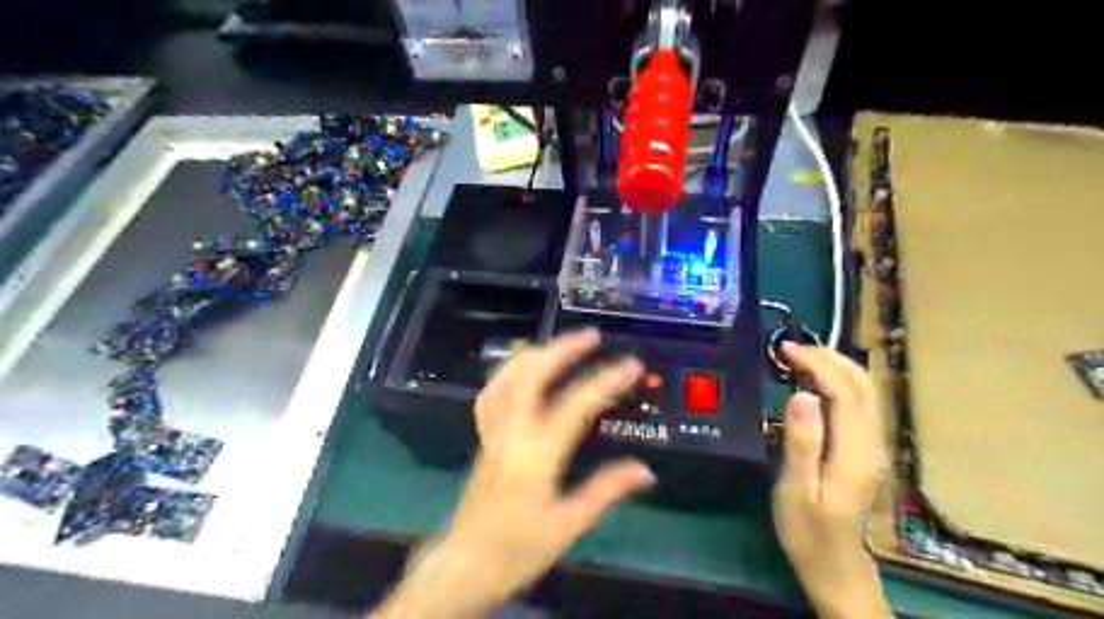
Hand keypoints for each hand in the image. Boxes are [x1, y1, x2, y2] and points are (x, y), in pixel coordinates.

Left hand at [380, 334, 652, 618]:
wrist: (466, 561)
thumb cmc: (518, 546)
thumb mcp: (569, 524)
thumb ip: (607, 490)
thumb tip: (646, 470)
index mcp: (536, 452)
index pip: (576, 404)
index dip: (606, 380)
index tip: (631, 364)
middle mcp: (511, 430)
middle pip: (531, 373)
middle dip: (562, 348)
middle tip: (591, 337)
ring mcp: (493, 429)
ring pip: (507, 375)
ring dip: (536, 353)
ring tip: (561, 345)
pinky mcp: (484, 435)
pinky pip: (493, 390)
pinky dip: (511, 371)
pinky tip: (525, 370)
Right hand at [770, 343, 891, 617]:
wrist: (837, 570)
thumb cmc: (808, 533)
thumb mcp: (796, 491)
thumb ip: (801, 443)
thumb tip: (802, 394)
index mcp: (854, 451)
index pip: (843, 391)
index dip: (817, 364)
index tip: (785, 350)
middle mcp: (872, 444)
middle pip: (862, 385)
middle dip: (830, 358)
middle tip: (791, 349)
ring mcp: (873, 448)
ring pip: (865, 392)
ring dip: (836, 367)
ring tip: (801, 359)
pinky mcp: (866, 452)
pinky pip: (859, 405)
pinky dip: (840, 383)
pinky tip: (817, 384)